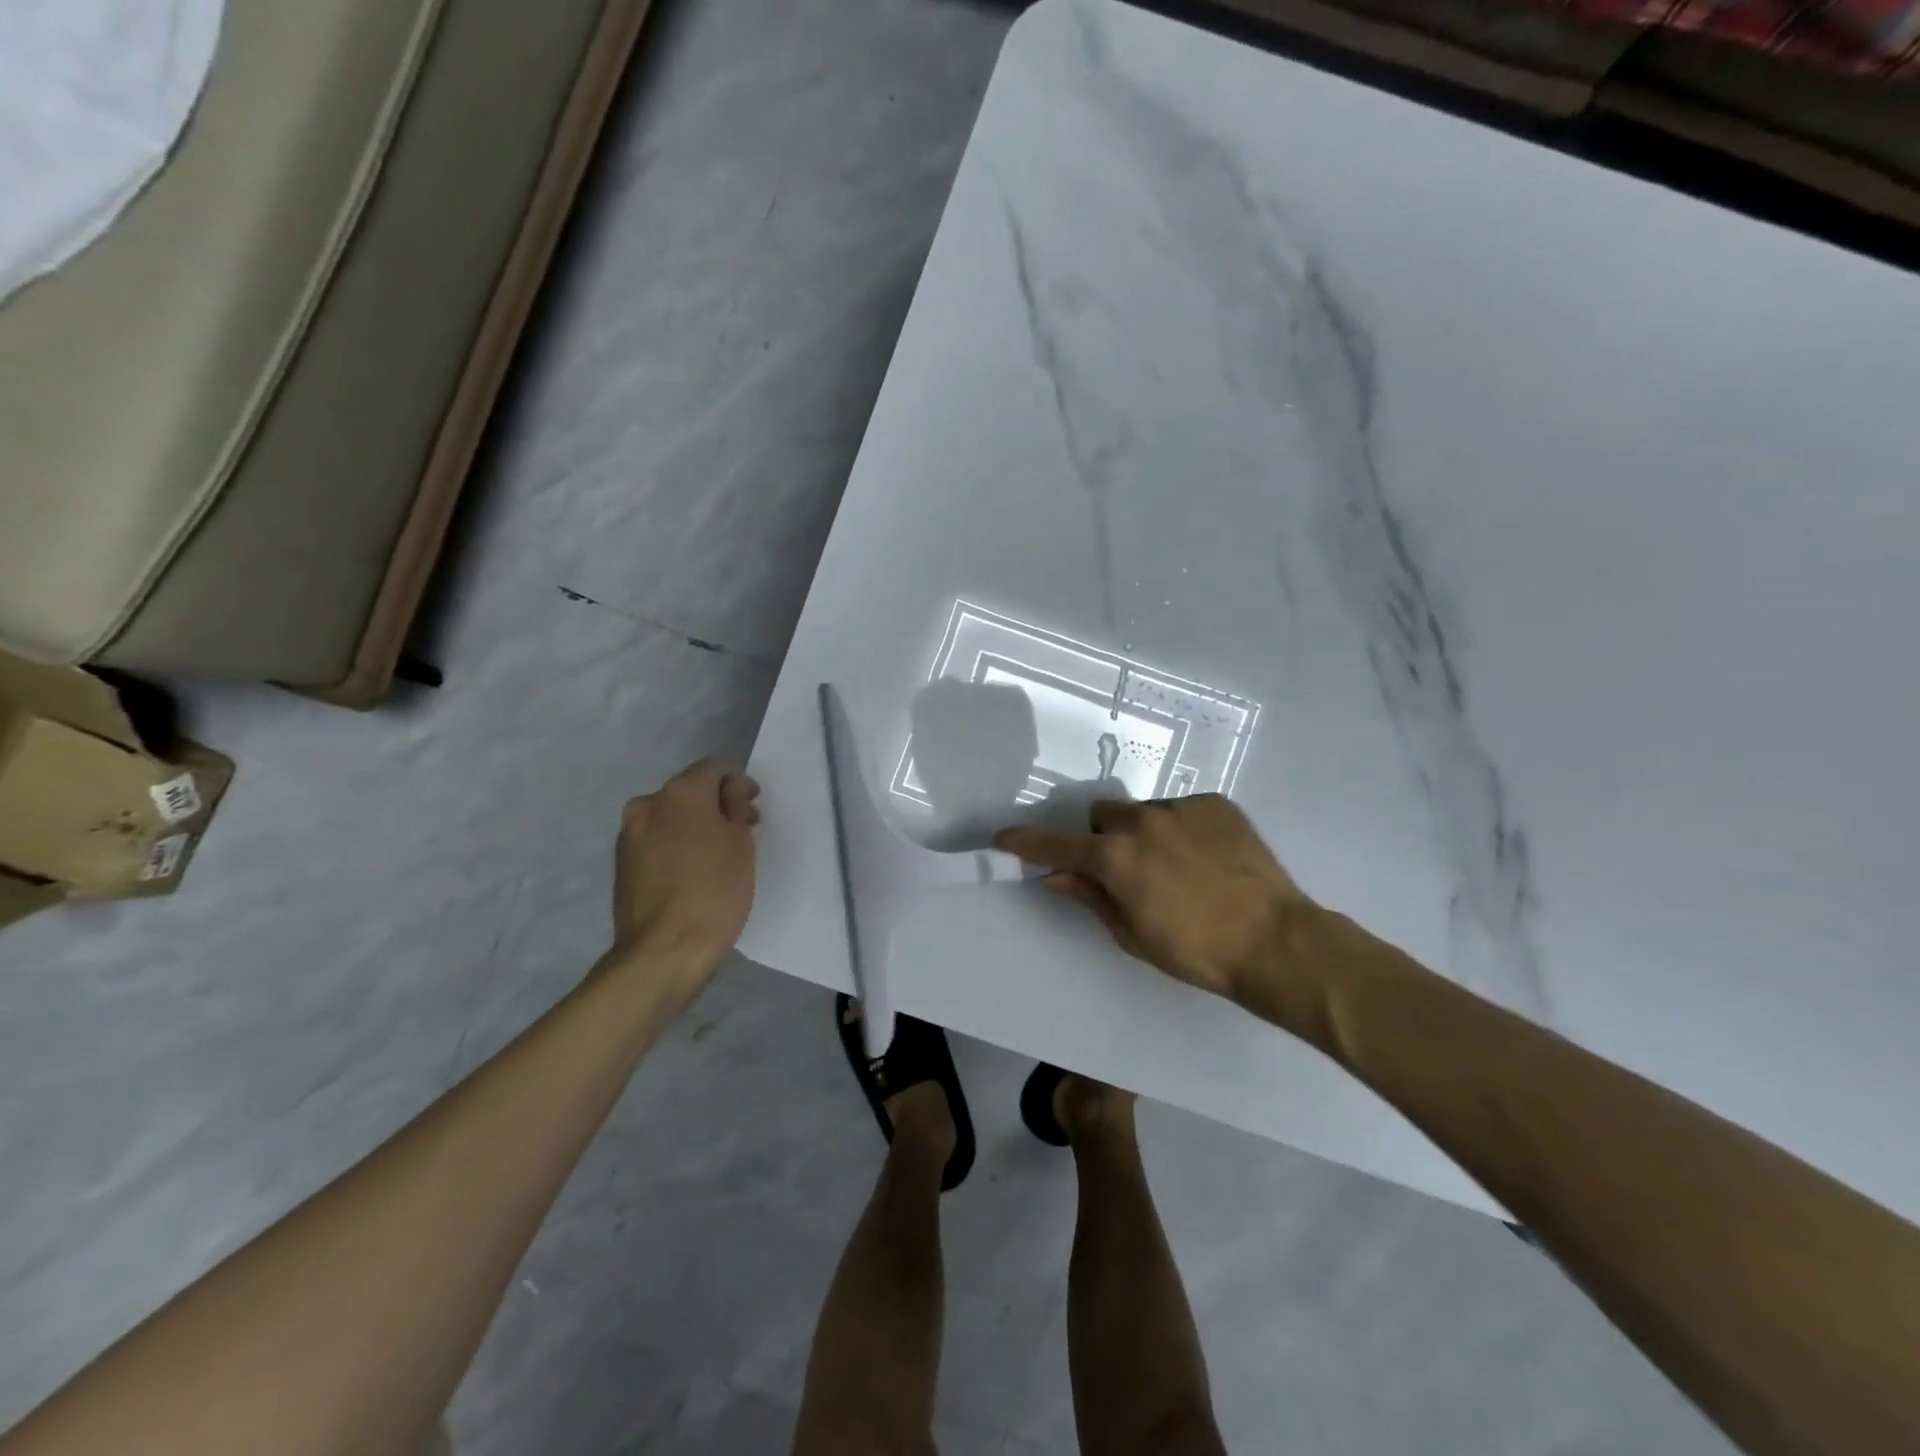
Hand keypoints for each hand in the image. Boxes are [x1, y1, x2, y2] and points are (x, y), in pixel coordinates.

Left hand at [609, 760, 761, 978]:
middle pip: (690, 791)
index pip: (714, 768)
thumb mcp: (742, 844)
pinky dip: (675, 845)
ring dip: (693, 826)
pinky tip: (692, 872)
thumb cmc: (714, 891)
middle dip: (715, 805)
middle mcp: (648, 803)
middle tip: (741, 832)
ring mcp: (629, 834)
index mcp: (681, 792)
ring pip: (670, 816)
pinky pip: (656, 840)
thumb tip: (730, 792)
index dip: (738, 783)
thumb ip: (736, 807)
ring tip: (716, 856)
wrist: (663, 951)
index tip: (752, 808)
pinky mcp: (622, 863)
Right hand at [995, 794, 1315, 1004]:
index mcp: (1115, 858)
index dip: (1026, 843)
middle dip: (1103, 839)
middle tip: (1126, 871)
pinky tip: (1207, 859)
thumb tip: (1054, 877)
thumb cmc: (1196, 951)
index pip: (1056, 846)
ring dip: (1145, 834)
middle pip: (1101, 817)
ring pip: (1143, 813)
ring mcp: (1181, 808)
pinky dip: (1181, 830)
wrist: (1276, 941)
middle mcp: (1141, 822)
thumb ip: (1090, 897)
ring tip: (1179, 869)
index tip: (1004, 839)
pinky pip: (1181, 810)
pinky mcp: (1215, 804)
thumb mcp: (1133, 934)